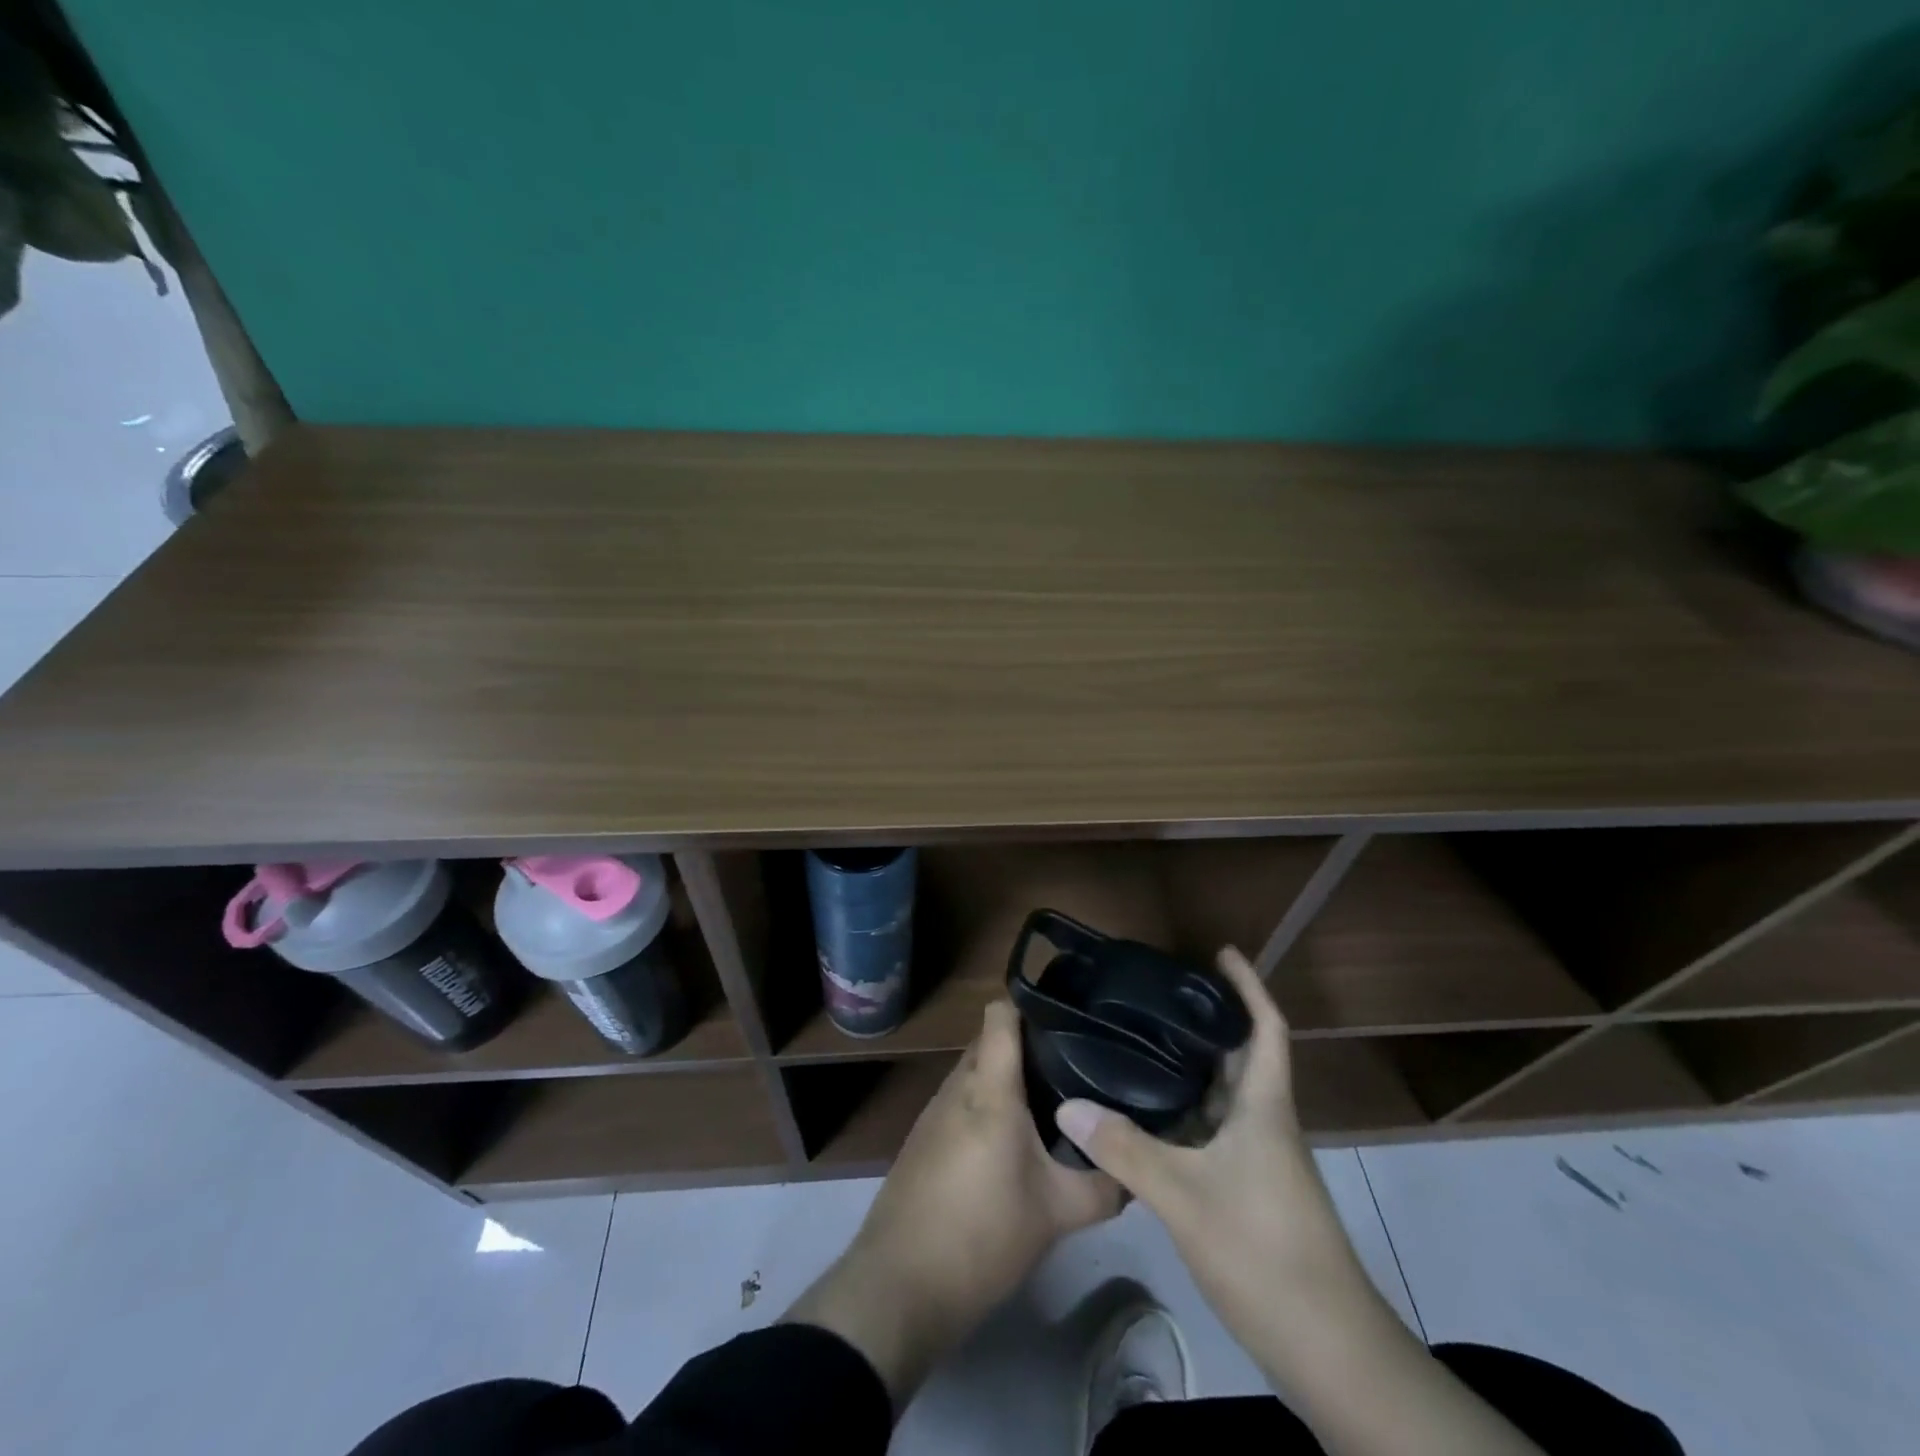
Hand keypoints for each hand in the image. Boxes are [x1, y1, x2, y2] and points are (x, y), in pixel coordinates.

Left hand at [787, 1000, 1122, 1404]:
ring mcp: (935, 1110)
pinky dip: (988, 1106)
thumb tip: (1135, 1169)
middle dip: (1030, 1048)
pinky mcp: (924, 1137)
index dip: (1033, 1007)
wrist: (901, 1286)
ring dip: (1008, 1081)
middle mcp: (957, 1085)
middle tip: (1075, 1067)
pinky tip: (1014, 1141)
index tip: (1070, 1019)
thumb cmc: (983, 1235)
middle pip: (992, 1042)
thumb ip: (1103, 1185)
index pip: (1000, 1013)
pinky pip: (962, 1101)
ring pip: (977, 1073)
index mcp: (988, 1087)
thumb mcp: (1057, 1214)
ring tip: (1052, 1103)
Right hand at [1057, 948, 1545, 1455]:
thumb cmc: (1264, 1251)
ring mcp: (1261, 1160)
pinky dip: (1184, 1114)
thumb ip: (1126, 1149)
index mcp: (1265, 1107)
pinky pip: (1214, 1132)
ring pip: (1223, 1098)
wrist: (1328, 1348)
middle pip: (1239, 1058)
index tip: (1221, 952)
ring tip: (1139, 1043)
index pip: (1266, 1028)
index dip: (1248, 986)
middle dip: (1205, 1023)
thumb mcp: (1185, 1196)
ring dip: (1191, 1069)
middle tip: (1154, 996)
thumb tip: (1068, 1104)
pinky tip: (1146, 1116)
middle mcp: (1266, 1124)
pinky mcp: (1251, 1191)